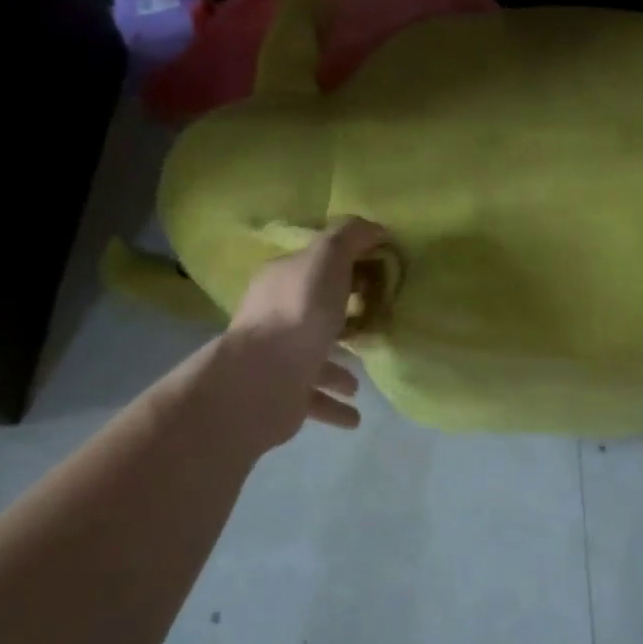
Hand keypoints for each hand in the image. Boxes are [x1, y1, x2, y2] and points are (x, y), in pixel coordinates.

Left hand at [228, 217, 389, 427]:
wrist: (264, 378)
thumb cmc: (299, 310)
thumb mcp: (327, 257)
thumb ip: (349, 237)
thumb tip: (375, 227)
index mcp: (282, 280)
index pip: (313, 265)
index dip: (345, 265)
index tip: (378, 273)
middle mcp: (275, 317)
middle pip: (313, 311)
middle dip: (340, 317)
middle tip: (375, 322)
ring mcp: (278, 358)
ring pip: (313, 359)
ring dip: (337, 368)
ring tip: (362, 379)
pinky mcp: (284, 396)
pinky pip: (315, 400)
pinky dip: (334, 406)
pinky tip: (355, 416)